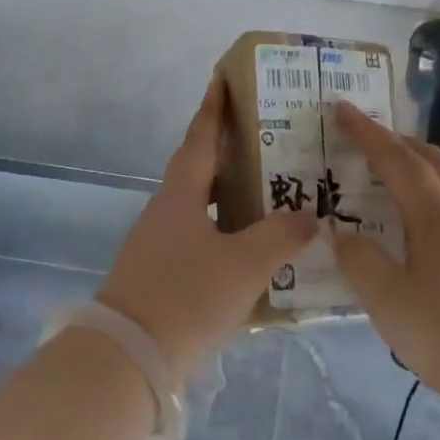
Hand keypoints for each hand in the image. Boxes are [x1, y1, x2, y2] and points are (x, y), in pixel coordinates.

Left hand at [97, 75, 316, 381]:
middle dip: (229, 151)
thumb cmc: (186, 297)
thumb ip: (283, 236)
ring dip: (230, 194)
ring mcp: (158, 245)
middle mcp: (166, 212)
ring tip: (269, 190)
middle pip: (200, 170)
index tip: (224, 78)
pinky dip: (226, 232)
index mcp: (180, 196)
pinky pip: (200, 239)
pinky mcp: (159, 276)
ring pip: (201, 207)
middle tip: (268, 138)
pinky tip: (251, 249)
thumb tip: (313, 216)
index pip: (200, 139)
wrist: (126, 360)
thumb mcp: (244, 264)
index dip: (214, 108)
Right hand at [328, 101, 439, 408]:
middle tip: (375, 141)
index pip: (396, 160)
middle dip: (403, 144)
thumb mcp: (390, 302)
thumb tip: (339, 230)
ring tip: (403, 181)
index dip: (367, 133)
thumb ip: (360, 262)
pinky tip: (432, 236)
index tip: (343, 109)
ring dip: (428, 171)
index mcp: (436, 216)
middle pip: (436, 163)